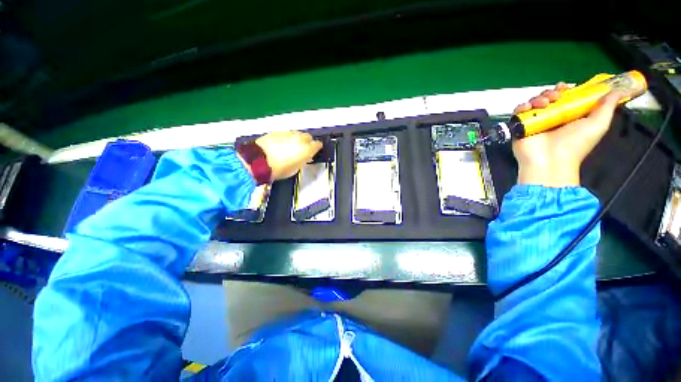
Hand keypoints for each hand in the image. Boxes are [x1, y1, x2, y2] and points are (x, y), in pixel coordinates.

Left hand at [253, 131, 321, 180]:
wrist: (258, 161)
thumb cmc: (279, 169)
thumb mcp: (295, 169)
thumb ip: (302, 160)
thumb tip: (304, 157)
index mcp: (306, 149)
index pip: (317, 145)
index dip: (317, 148)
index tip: (315, 151)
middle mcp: (299, 139)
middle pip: (308, 137)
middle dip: (307, 142)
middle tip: (303, 149)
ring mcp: (288, 133)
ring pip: (297, 134)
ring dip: (297, 139)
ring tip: (292, 147)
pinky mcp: (277, 132)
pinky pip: (287, 134)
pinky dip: (287, 138)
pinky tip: (282, 144)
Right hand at [512, 83, 622, 186]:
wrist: (551, 160)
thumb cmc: (575, 145)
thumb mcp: (598, 124)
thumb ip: (608, 106)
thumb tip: (619, 89)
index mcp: (569, 116)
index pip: (565, 97)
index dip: (565, 90)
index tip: (566, 88)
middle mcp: (552, 118)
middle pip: (549, 97)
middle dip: (551, 93)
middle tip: (555, 97)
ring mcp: (535, 122)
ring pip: (534, 102)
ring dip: (538, 98)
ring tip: (543, 104)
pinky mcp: (521, 126)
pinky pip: (518, 112)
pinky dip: (522, 107)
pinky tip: (528, 108)